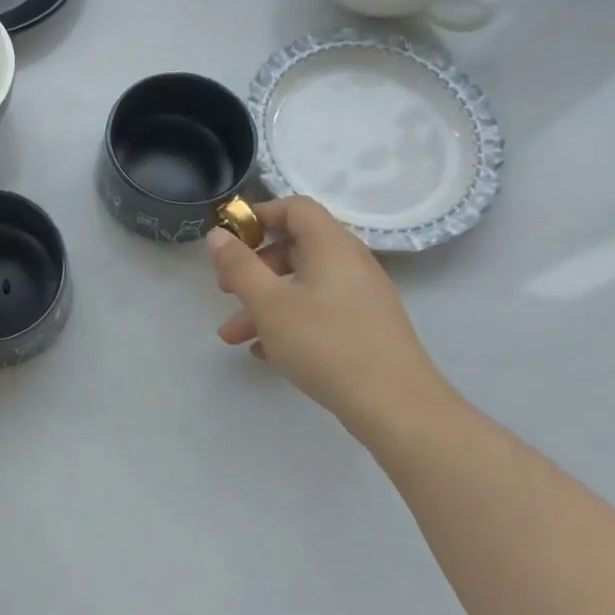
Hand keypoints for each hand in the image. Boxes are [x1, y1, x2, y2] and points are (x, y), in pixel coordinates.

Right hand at [208, 197, 449, 435]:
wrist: (396, 407)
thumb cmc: (326, 343)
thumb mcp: (269, 303)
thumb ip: (239, 266)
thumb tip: (217, 234)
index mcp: (331, 245)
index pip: (296, 208)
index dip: (260, 215)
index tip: (231, 240)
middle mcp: (350, 263)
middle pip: (295, 248)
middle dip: (254, 269)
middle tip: (226, 291)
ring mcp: (361, 297)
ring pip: (303, 286)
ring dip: (265, 303)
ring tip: (233, 336)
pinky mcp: (366, 327)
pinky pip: (320, 310)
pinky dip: (290, 321)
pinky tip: (266, 352)